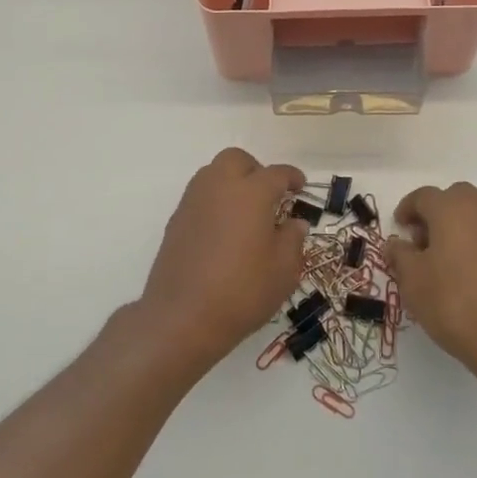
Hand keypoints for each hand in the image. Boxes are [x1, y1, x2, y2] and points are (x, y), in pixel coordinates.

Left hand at [137, 148, 308, 370]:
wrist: (182, 317)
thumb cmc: (242, 292)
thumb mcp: (283, 271)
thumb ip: (292, 240)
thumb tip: (294, 223)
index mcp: (251, 193)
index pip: (276, 174)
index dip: (292, 178)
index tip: (300, 187)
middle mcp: (219, 187)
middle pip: (237, 160)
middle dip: (256, 170)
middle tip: (269, 196)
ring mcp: (193, 202)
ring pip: (214, 173)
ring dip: (232, 182)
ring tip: (246, 212)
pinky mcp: (176, 220)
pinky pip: (199, 196)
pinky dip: (215, 201)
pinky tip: (223, 230)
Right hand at [386, 182, 476, 388]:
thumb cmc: (456, 304)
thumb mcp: (413, 282)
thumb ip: (400, 256)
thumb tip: (396, 243)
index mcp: (453, 208)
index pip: (423, 196)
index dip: (407, 209)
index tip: (399, 228)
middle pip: (455, 199)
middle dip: (436, 214)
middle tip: (422, 243)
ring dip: (460, 229)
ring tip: (447, 263)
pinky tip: (474, 278)